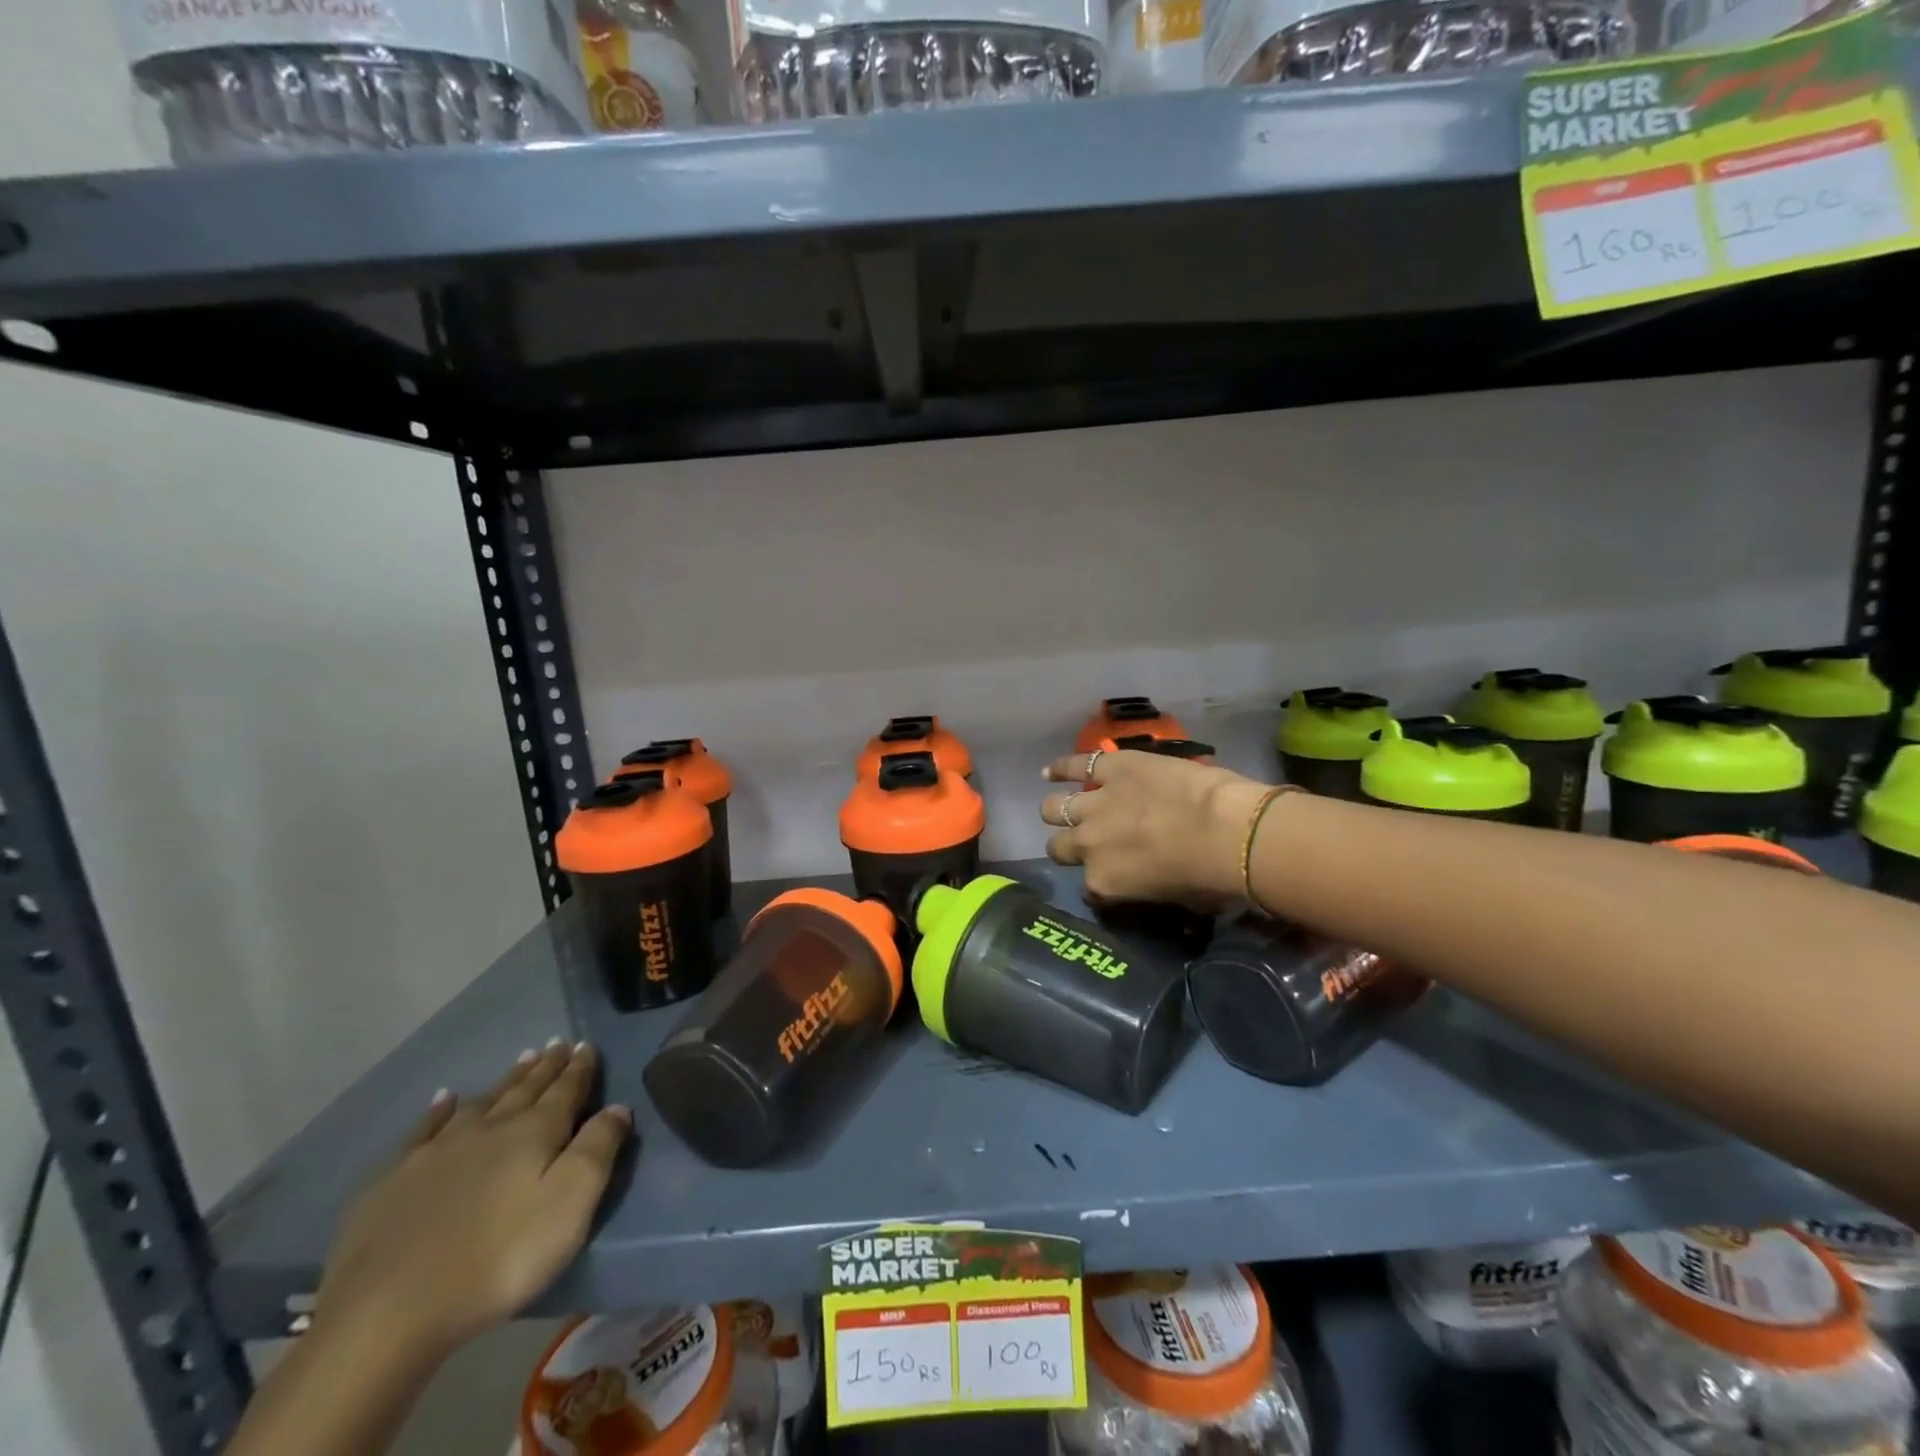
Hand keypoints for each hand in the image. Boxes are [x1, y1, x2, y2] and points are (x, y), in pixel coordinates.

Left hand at [313, 1042, 632, 1360]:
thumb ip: (598, 1149)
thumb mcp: (570, 1204)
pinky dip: (438, 1110)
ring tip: (521, 1060)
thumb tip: (618, 1106)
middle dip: (545, 1067)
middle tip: (557, 1045)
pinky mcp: (392, 1181)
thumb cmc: (499, 1258)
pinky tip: (443, 1099)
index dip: (579, 1069)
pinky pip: (423, 1130)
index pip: (565, 1091)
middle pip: (524, 1090)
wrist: (387, 1313)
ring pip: (481, 1102)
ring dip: (505, 1081)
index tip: (586, 1045)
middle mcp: (488, 1129)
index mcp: (534, 1133)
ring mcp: (436, 1152)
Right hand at [1040, 749, 1272, 908]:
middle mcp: (1088, 845)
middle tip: (1086, 842)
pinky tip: (1050, 771)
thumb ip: (1148, 890)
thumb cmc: (1210, 878)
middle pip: (1059, 847)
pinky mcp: (1112, 769)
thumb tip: (1153, 883)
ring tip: (1062, 808)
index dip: (1099, 882)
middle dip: (1068, 847)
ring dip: (1058, 811)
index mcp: (1104, 883)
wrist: (1226, 832)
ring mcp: (1095, 804)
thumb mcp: (1176, 901)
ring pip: (1054, 808)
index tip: (1111, 878)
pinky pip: (1075, 765)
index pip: (1089, 888)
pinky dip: (1061, 767)